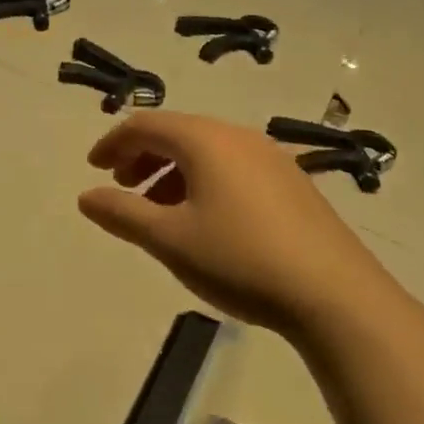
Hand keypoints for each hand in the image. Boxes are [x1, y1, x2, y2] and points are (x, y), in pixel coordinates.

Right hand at [77, 111, 397, 333]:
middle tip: (121, 187)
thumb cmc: (240, 259)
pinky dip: (203, 182)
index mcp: (205, 140)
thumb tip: (86, 196)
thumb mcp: (169, 239)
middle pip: (176, 133)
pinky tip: (204, 220)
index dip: (112, 143)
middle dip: (142, 156)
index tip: (93, 169)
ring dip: (171, 172)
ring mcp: (272, 159)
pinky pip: (233, 168)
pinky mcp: (294, 184)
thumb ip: (122, 213)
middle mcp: (238, 137)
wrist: (337, 298)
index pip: (145, 125)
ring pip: (206, 152)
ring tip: (157, 210)